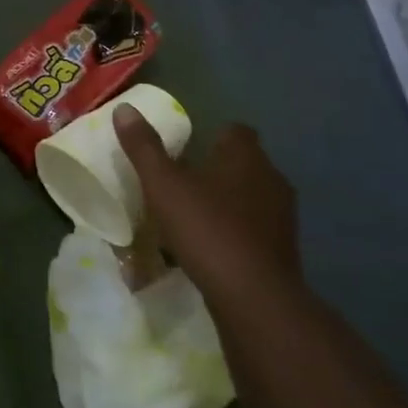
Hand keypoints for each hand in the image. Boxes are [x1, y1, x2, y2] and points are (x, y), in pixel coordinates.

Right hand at [114, 108, 299, 298]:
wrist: (255, 298)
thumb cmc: (207, 230)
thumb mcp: (164, 186)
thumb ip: (144, 148)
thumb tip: (124, 109)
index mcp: (245, 156)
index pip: (234, 131)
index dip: (211, 136)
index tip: (185, 150)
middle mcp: (271, 178)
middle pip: (243, 164)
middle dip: (216, 170)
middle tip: (182, 183)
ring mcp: (282, 216)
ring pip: (250, 197)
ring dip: (226, 203)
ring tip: (193, 217)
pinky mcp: (283, 249)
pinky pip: (255, 229)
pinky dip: (235, 232)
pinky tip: (212, 248)